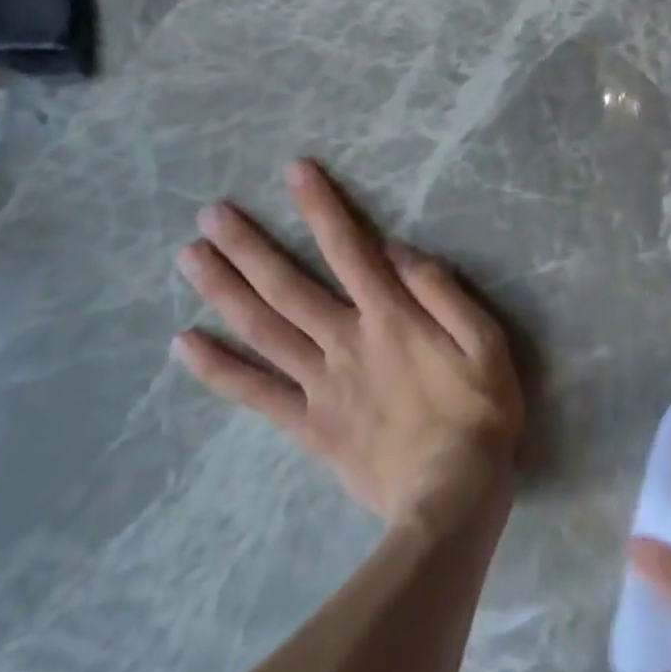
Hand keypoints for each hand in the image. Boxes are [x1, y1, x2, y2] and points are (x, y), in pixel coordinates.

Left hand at [172, 159, 523, 528]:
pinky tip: (184, 343)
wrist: (451, 499)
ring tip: (188, 258)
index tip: (293, 172)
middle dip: (248, 245)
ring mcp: (320, 384)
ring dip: (223, 291)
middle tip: (209, 214)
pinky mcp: (308, 426)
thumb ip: (443, 291)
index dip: (321, 206)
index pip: (349, 248)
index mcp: (390, 317)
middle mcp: (345, 341)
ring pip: (263, 330)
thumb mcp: (486, 341)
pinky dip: (218, 369)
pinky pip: (255, 395)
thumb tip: (398, 249)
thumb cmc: (478, 412)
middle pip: (287, 286)